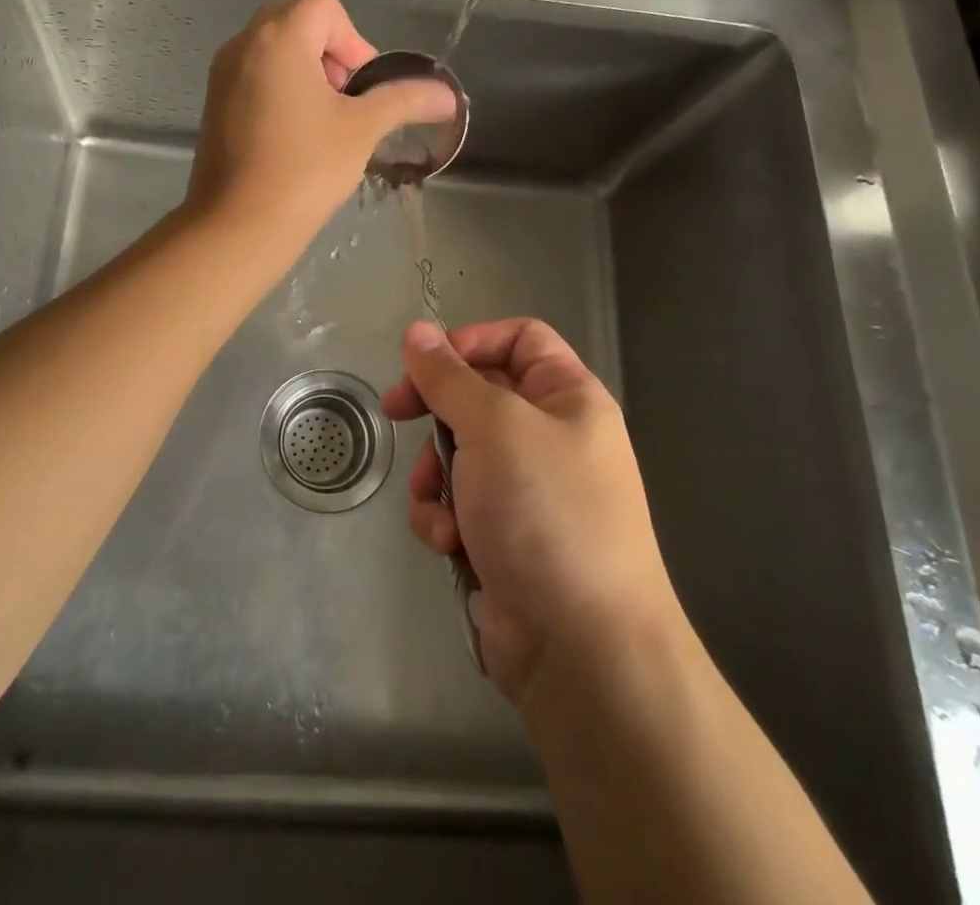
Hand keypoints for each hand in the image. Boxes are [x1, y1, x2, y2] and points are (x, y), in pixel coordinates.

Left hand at [185, 0, 456, 251]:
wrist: (239, 225)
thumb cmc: (305, 167)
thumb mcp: (362, 129)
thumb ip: (405, 100)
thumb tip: (449, 95)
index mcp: (278, 38)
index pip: (323, 5)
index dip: (353, 39)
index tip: (360, 87)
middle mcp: (243, 44)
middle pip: (297, 21)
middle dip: (331, 53)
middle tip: (345, 101)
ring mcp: (222, 74)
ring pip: (274, 49)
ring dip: (307, 71)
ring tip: (322, 121)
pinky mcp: (213, 103)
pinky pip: (254, 74)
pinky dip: (280, 88)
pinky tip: (293, 136)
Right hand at [383, 318, 682, 707]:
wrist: (582, 649)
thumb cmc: (545, 512)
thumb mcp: (494, 426)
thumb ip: (448, 376)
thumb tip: (417, 331)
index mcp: (568, 398)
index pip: (519, 338)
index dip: (470, 341)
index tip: (425, 362)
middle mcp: (552, 437)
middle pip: (479, 395)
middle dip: (437, 412)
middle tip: (396, 412)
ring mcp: (528, 490)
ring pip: (459, 452)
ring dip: (436, 475)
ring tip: (440, 506)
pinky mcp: (504, 536)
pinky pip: (459, 503)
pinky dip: (445, 517)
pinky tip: (449, 542)